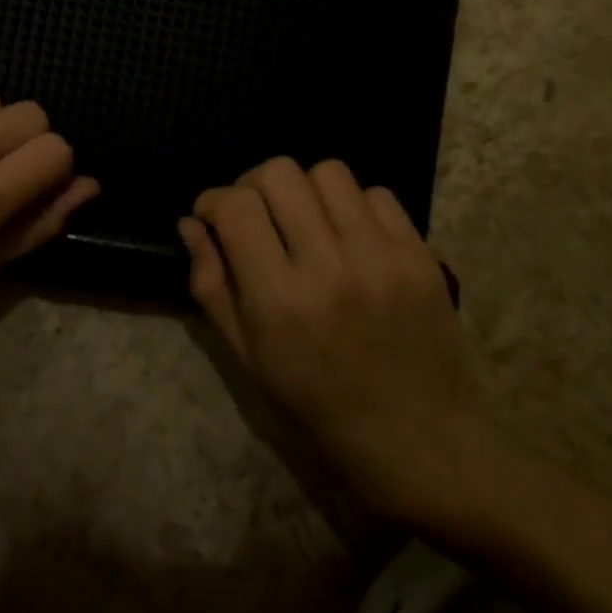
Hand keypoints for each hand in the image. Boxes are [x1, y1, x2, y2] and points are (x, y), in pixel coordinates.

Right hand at [182, 157, 477, 525]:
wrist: (420, 440)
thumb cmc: (318, 405)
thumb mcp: (248, 356)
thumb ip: (212, 284)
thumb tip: (191, 224)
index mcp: (279, 300)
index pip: (237, 207)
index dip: (213, 200)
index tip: (211, 215)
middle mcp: (330, 267)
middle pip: (280, 173)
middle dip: (253, 185)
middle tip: (255, 214)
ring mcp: (382, 256)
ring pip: (329, 172)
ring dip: (304, 190)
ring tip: (304, 221)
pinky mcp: (420, 255)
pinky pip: (377, 194)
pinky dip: (352, 206)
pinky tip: (348, 237)